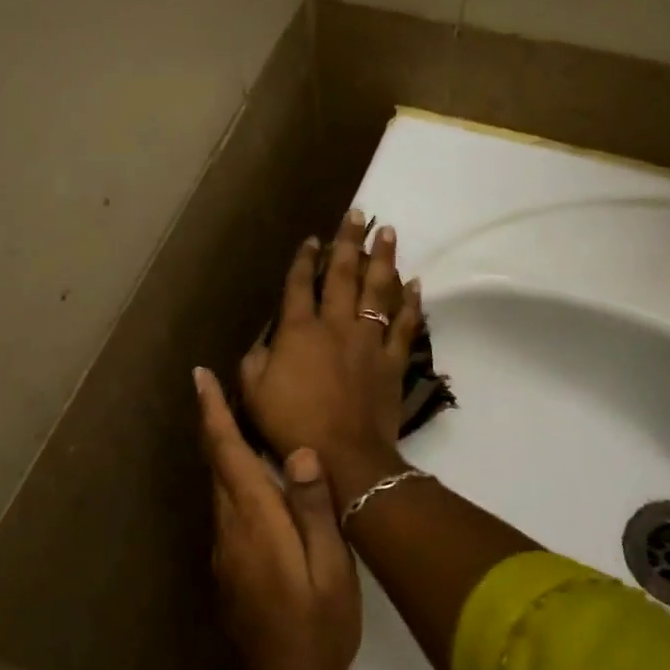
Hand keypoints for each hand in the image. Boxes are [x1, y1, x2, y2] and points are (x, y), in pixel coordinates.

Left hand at [196, 366, 359, 669]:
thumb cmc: (320, 623)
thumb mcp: (330, 565)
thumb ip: (313, 508)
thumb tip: (299, 452)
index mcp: (255, 518)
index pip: (227, 453)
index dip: (213, 413)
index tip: (200, 377)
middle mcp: (230, 526)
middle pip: (215, 463)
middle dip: (214, 423)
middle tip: (218, 387)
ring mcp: (224, 548)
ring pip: (218, 485)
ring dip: (222, 450)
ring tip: (237, 421)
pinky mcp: (228, 565)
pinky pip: (226, 508)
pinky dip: (231, 480)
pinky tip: (252, 480)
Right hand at [240, 209, 420, 502]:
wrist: (343, 455)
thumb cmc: (292, 425)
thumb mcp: (254, 394)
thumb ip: (253, 362)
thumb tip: (259, 343)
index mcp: (299, 331)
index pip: (300, 285)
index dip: (304, 260)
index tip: (311, 239)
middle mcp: (336, 325)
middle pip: (344, 275)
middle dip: (348, 242)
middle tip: (358, 214)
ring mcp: (368, 341)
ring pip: (378, 291)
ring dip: (383, 259)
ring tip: (389, 232)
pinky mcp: (392, 361)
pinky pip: (405, 326)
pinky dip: (412, 304)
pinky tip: (416, 283)